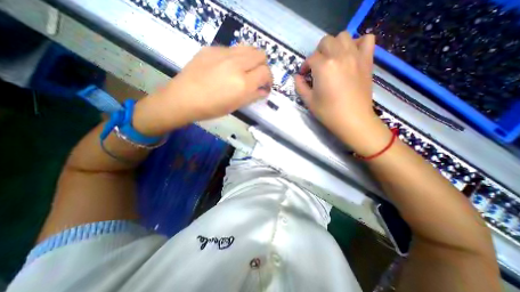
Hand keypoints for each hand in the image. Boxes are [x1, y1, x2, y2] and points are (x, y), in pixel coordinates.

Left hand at [132, 45, 272, 135]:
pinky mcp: (212, 48)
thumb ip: (253, 96)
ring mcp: (223, 53)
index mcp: (243, 83)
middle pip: (260, 55)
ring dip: (252, 59)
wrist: (184, 98)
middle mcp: (236, 64)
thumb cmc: (212, 108)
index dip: (269, 79)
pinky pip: (233, 49)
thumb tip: (264, 90)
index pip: (266, 72)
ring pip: (248, 48)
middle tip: (257, 77)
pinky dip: (237, 57)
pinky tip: (228, 68)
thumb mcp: (236, 106)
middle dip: (263, 66)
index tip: (265, 86)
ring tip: (245, 70)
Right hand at [296, 32, 389, 155]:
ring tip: (332, 59)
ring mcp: (355, 56)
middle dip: (317, 53)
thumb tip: (297, 77)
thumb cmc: (328, 112)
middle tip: (317, 67)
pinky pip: (366, 40)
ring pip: (344, 36)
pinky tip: (351, 54)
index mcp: (323, 67)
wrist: (353, 119)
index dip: (305, 66)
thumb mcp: (309, 101)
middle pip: (326, 42)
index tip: (304, 75)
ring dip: (335, 45)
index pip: (311, 58)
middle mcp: (339, 56)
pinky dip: (357, 43)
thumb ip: (300, 86)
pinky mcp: (367, 60)